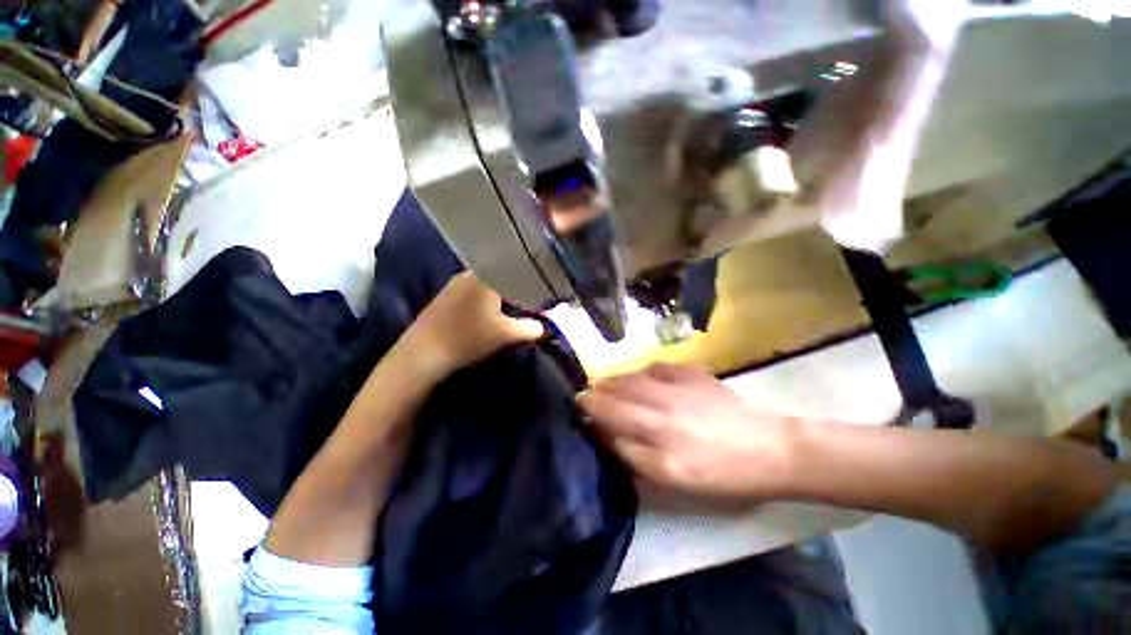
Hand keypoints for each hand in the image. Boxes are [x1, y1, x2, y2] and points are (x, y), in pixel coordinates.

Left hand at [404, 272, 544, 379]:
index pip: (515, 270)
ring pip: (485, 284)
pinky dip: (485, 299)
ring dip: (500, 294)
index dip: (530, 281)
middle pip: (500, 276)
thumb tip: (546, 326)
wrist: (423, 353)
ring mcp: (454, 284)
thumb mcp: (506, 334)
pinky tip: (487, 313)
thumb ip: (531, 328)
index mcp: (486, 276)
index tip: (541, 292)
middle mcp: (469, 274)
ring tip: (512, 307)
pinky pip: (472, 291)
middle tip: (529, 301)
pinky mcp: (444, 296)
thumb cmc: (468, 338)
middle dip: (516, 288)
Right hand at [577, 363, 795, 498]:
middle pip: (619, 390)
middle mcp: (662, 403)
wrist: (771, 448)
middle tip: (587, 392)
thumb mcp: (673, 479)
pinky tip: (640, 375)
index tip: (578, 403)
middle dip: (598, 390)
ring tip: (606, 383)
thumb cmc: (722, 473)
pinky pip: (657, 366)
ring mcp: (678, 384)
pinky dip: (642, 370)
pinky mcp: (693, 372)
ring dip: (616, 379)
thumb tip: (607, 434)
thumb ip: (635, 455)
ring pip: (634, 376)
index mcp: (657, 433)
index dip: (591, 406)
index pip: (611, 413)